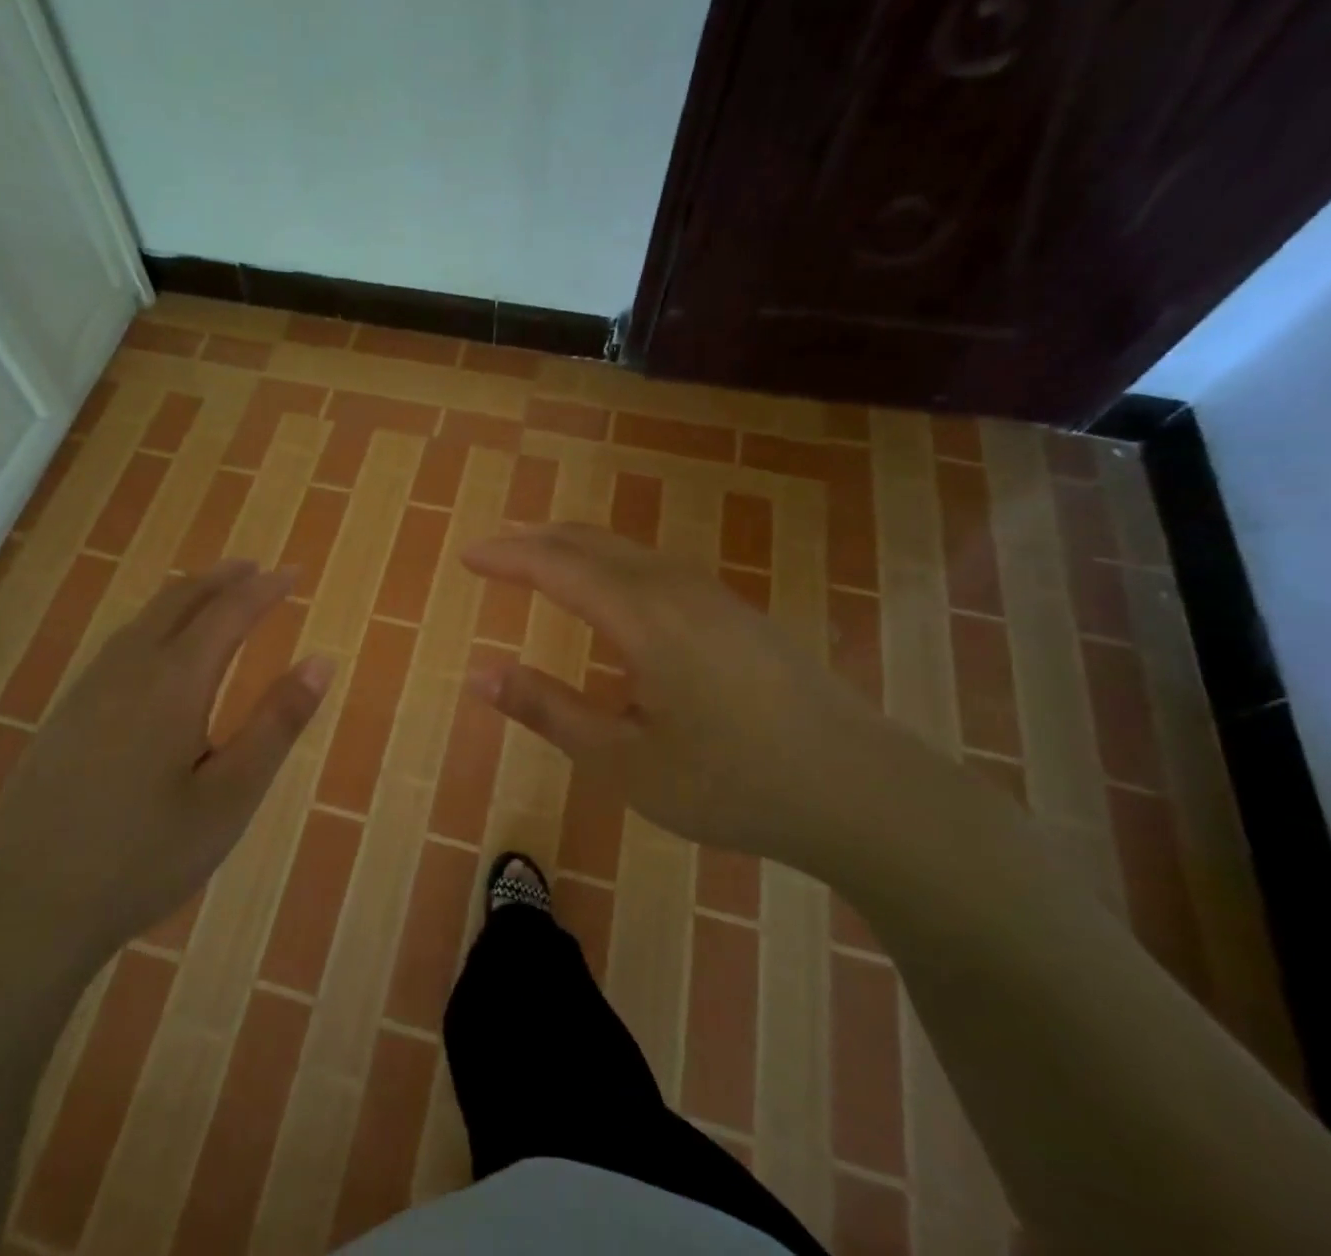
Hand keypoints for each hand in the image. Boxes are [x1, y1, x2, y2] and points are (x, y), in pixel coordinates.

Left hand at [0, 561, 333, 954]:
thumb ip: (276, 724)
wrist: (23, 909)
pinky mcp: (66, 714)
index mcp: (174, 682)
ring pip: (145, 617)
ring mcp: (89, 689)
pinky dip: (156, 621)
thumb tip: (321, 661)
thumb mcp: (229, 797)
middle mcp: (128, 669)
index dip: (265, 588)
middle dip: (223, 578)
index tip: (295, 572)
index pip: (229, 612)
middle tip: (258, 570)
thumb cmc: (143, 857)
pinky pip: (121, 642)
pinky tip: (158, 648)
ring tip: (216, 594)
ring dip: (187, 595)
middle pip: (180, 599)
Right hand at [462, 524, 917, 866]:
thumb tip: (480, 676)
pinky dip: (612, 564)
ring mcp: (713, 596)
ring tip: (542, 566)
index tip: (467, 556)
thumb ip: (548, 711)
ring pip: (627, 550)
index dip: (506, 556)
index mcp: (640, 616)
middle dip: (535, 540)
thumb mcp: (622, 761)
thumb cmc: (731, 782)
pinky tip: (614, 597)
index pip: (555, 565)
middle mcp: (674, 588)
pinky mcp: (738, 614)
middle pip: (591, 541)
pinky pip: (656, 567)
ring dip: (576, 549)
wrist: (863, 790)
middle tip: (494, 554)